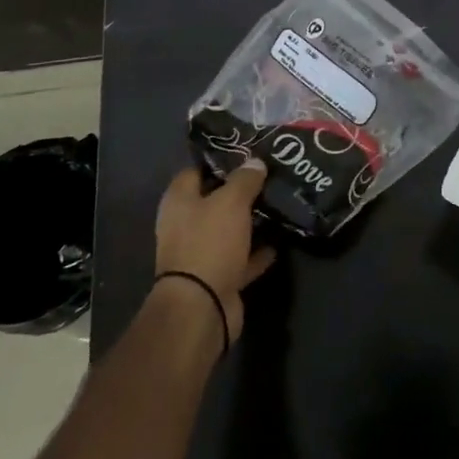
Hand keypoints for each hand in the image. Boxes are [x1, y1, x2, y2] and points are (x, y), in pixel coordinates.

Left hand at [154, 163, 276, 346]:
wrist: (202, 307)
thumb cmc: (209, 243)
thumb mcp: (231, 201)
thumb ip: (245, 179)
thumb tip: (255, 162)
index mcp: (179, 202)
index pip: (196, 170)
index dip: (220, 160)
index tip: (248, 152)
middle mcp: (185, 225)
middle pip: (214, 200)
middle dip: (240, 190)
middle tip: (270, 175)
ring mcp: (201, 253)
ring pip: (230, 229)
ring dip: (250, 221)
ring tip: (278, 203)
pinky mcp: (218, 276)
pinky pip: (241, 257)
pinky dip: (257, 251)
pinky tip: (279, 240)